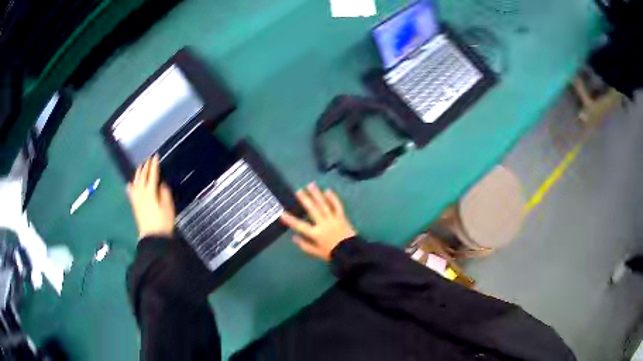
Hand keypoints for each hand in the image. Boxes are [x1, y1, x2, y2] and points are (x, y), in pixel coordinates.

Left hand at [127, 155, 175, 238]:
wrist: (153, 237)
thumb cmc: (163, 222)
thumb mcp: (168, 207)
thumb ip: (165, 193)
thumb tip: (161, 184)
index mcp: (150, 192)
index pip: (152, 174)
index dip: (154, 165)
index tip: (155, 156)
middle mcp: (141, 193)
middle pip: (142, 176)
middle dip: (145, 166)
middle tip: (148, 160)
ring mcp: (136, 199)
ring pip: (135, 182)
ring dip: (138, 173)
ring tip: (140, 167)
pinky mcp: (134, 205)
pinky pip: (131, 192)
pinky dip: (131, 185)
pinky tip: (130, 184)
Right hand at [280, 183, 355, 260]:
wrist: (351, 252)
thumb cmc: (332, 253)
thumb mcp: (316, 252)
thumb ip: (305, 245)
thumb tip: (294, 237)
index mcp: (316, 233)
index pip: (300, 226)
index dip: (290, 220)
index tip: (282, 213)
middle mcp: (323, 224)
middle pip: (312, 210)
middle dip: (305, 200)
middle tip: (298, 191)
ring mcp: (333, 219)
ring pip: (324, 205)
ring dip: (317, 194)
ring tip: (311, 185)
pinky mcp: (342, 217)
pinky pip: (337, 206)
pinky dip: (333, 198)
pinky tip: (328, 191)